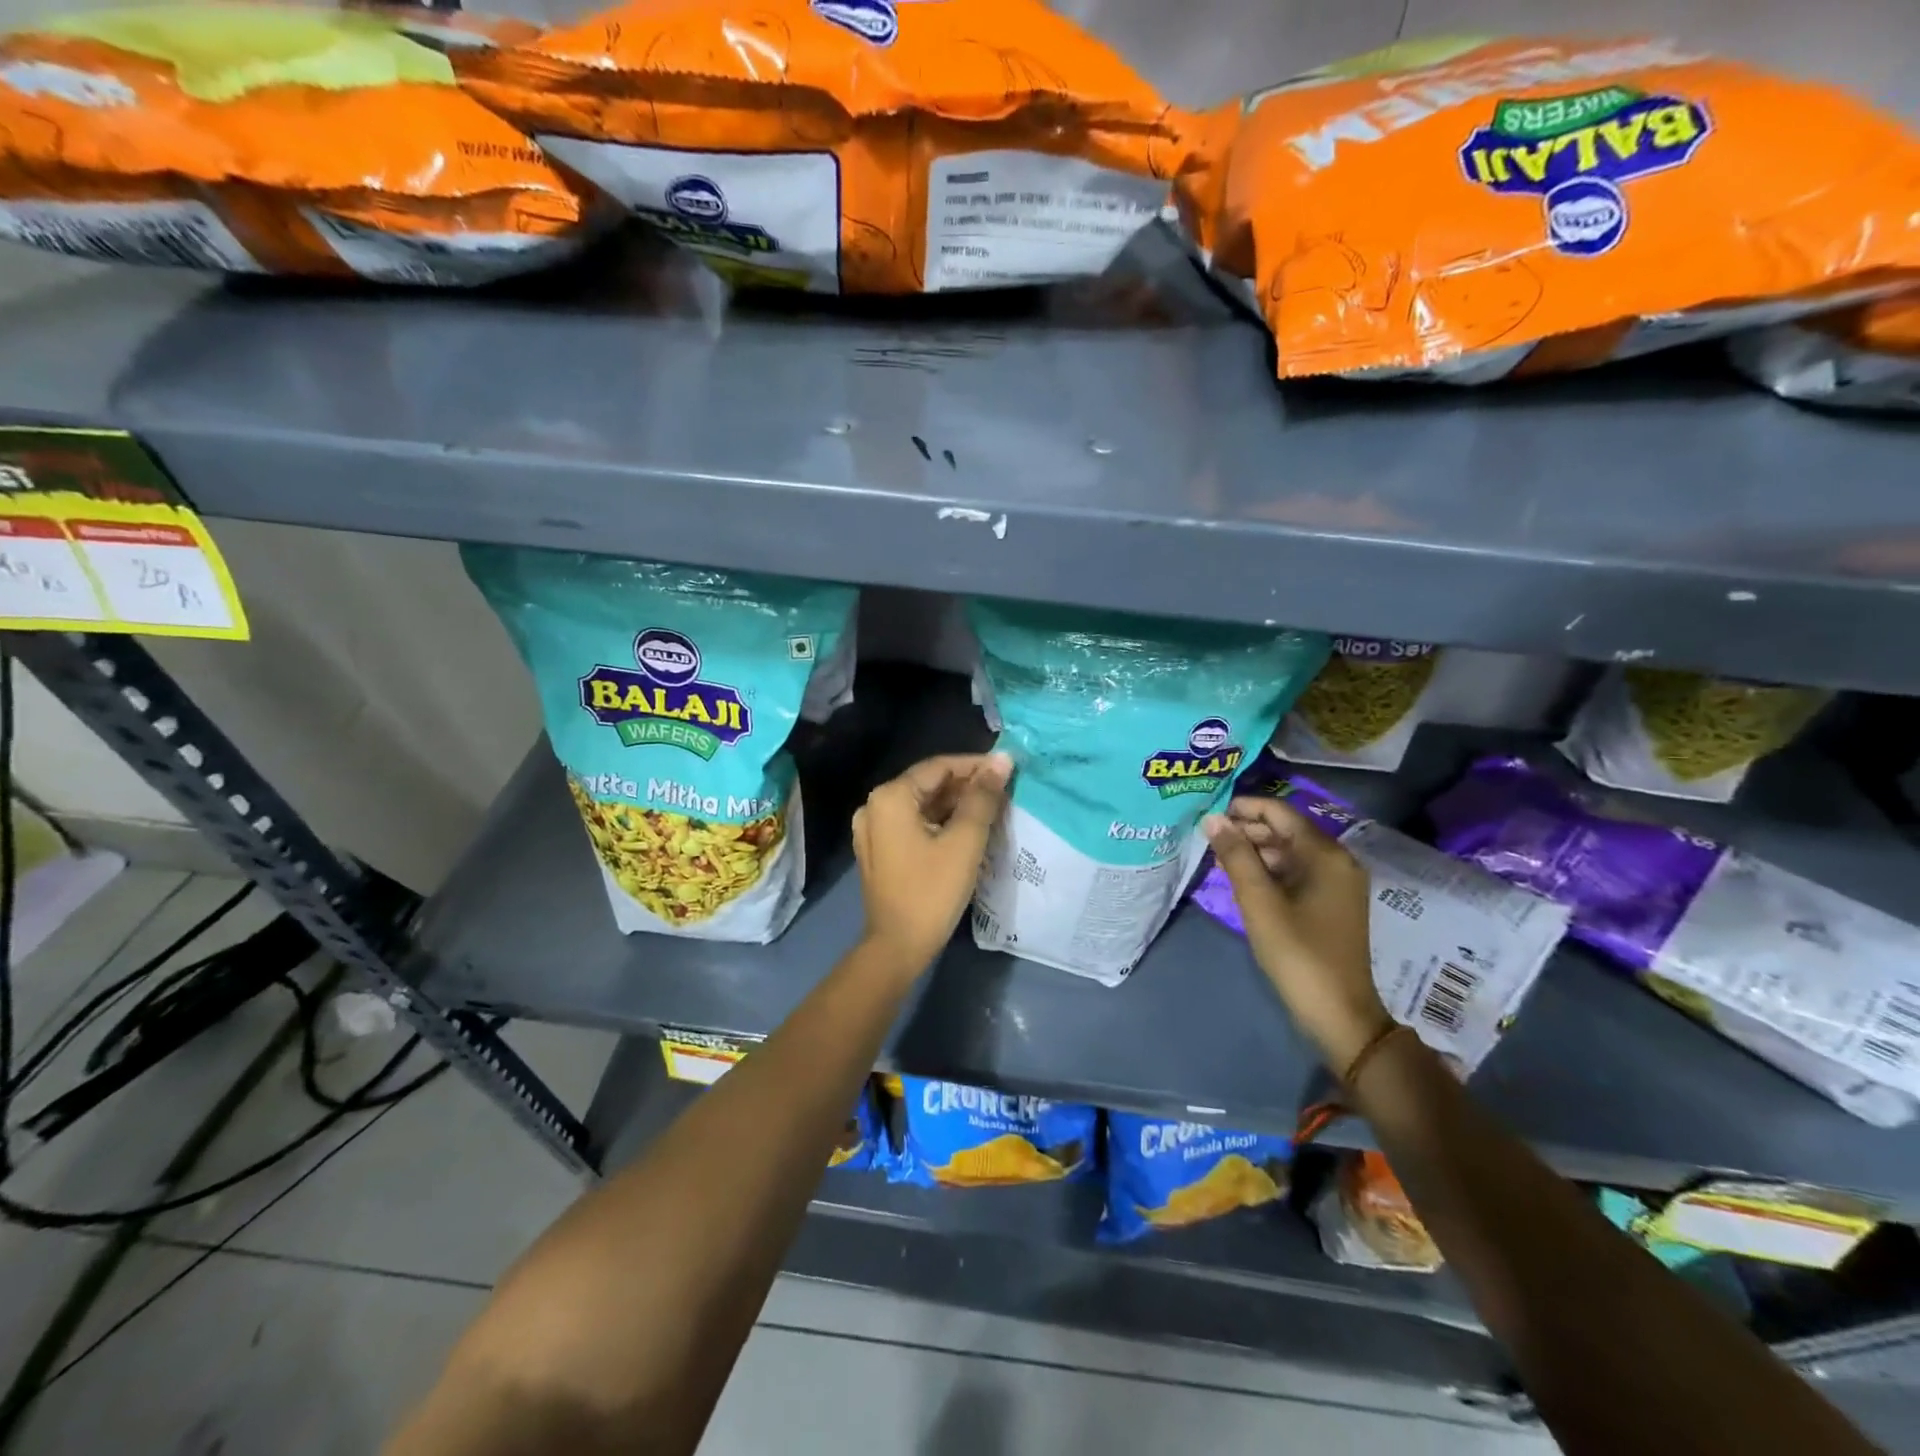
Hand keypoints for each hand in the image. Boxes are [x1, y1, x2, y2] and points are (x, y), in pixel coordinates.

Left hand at [854, 752, 1011, 971]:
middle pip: (928, 785)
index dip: (975, 766)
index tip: (1007, 770)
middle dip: (966, 787)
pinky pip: (913, 824)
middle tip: (1004, 792)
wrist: (898, 946)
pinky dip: (940, 823)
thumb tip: (1002, 761)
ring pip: (922, 805)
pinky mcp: (878, 850)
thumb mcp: (965, 841)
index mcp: (890, 797)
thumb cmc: (932, 890)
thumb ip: (983, 797)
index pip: (939, 767)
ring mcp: (872, 830)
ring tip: (992, 810)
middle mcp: (874, 806)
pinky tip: (967, 830)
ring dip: (955, 805)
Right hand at [1203, 797, 1392, 1073]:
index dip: (1242, 808)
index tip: (1207, 814)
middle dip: (1246, 829)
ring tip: (1217, 858)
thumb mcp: (1259, 902)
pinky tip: (1241, 880)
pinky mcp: (1331, 902)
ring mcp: (1337, 882)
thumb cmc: (1298, 954)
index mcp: (1325, 854)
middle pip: (1285, 829)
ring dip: (1254, 850)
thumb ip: (1235, 856)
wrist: (1339, 1013)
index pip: (1279, 812)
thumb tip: (1212, 819)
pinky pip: (1296, 871)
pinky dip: (1268, 870)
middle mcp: (1337, 860)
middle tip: (1206, 838)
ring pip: (1289, 851)